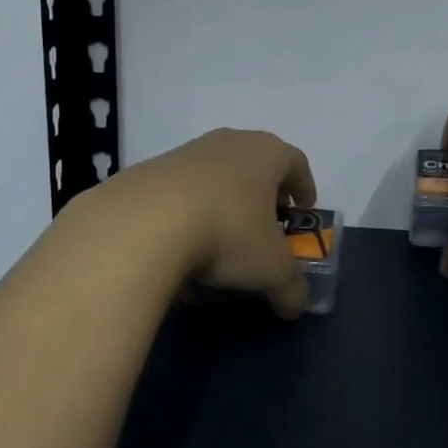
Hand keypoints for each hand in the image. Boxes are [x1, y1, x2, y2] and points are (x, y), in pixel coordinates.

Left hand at [106, 128, 318, 317]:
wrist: (142, 223)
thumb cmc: (227, 232)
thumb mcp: (271, 269)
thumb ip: (292, 288)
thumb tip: (296, 305)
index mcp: (267, 153)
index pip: (296, 162)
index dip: (304, 187)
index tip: (302, 211)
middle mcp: (229, 142)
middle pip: (255, 164)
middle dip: (264, 194)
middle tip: (266, 225)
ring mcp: (186, 152)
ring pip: (217, 174)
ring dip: (224, 201)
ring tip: (221, 238)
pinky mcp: (150, 170)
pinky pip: (181, 190)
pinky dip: (189, 211)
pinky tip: (183, 243)